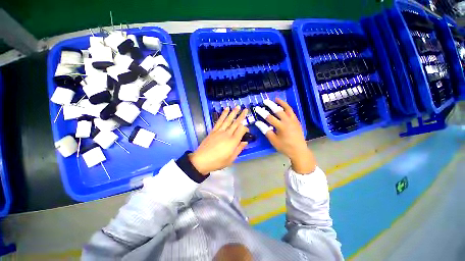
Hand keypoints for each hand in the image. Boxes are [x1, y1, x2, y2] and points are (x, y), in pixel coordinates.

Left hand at [189, 106, 248, 174]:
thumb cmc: (217, 161)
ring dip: (233, 112)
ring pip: (228, 120)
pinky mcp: (213, 130)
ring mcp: (219, 131)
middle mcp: (227, 134)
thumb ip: (239, 149)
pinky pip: (219, 121)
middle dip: (241, 116)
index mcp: (233, 141)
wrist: (201, 160)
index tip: (247, 130)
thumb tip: (245, 142)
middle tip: (245, 109)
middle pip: (236, 123)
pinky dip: (223, 115)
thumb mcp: (231, 159)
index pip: (241, 130)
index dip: (245, 128)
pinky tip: (226, 110)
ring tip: (237, 106)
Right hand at [263, 98, 315, 173]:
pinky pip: (292, 112)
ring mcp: (294, 120)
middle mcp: (288, 121)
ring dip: (282, 103)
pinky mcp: (297, 122)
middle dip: (271, 105)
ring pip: (287, 109)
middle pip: (278, 110)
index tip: (257, 108)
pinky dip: (287, 108)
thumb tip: (258, 123)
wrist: (299, 151)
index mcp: (281, 126)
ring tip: (276, 99)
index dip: (262, 113)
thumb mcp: (273, 140)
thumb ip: (266, 130)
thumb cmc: (285, 147)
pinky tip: (284, 107)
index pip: (269, 117)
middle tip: (265, 101)